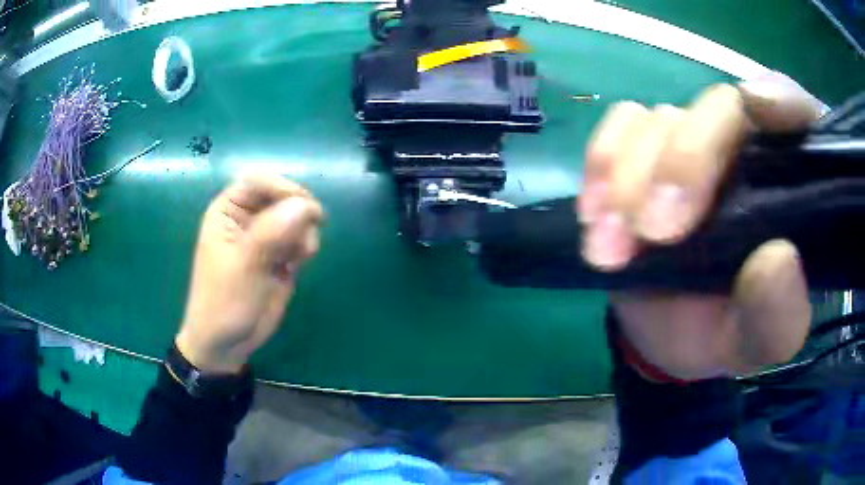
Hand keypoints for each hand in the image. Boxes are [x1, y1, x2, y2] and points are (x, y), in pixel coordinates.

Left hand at [176, 175, 323, 373]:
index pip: (258, 180)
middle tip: (308, 235)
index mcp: (228, 211)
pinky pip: (301, 238)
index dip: (282, 187)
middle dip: (299, 212)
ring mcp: (265, 237)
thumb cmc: (224, 302)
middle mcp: (247, 218)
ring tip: (300, 257)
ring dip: (305, 232)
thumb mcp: (243, 267)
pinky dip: (305, 248)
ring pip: (297, 216)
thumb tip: (305, 205)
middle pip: (282, 195)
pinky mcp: (280, 256)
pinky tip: (297, 266)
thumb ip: (271, 233)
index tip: (304, 207)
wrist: (228, 343)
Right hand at [579, 74, 824, 379]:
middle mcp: (748, 145)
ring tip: (613, 249)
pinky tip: (596, 215)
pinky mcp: (648, 149)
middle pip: (719, 108)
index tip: (757, 108)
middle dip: (684, 162)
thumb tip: (777, 258)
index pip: (800, 112)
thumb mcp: (763, 341)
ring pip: (662, 119)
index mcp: (796, 183)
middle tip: (655, 232)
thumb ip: (779, 314)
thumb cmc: (732, 331)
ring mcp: (694, 141)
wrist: (676, 334)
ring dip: (630, 180)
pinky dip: (602, 163)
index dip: (781, 98)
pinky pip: (620, 126)